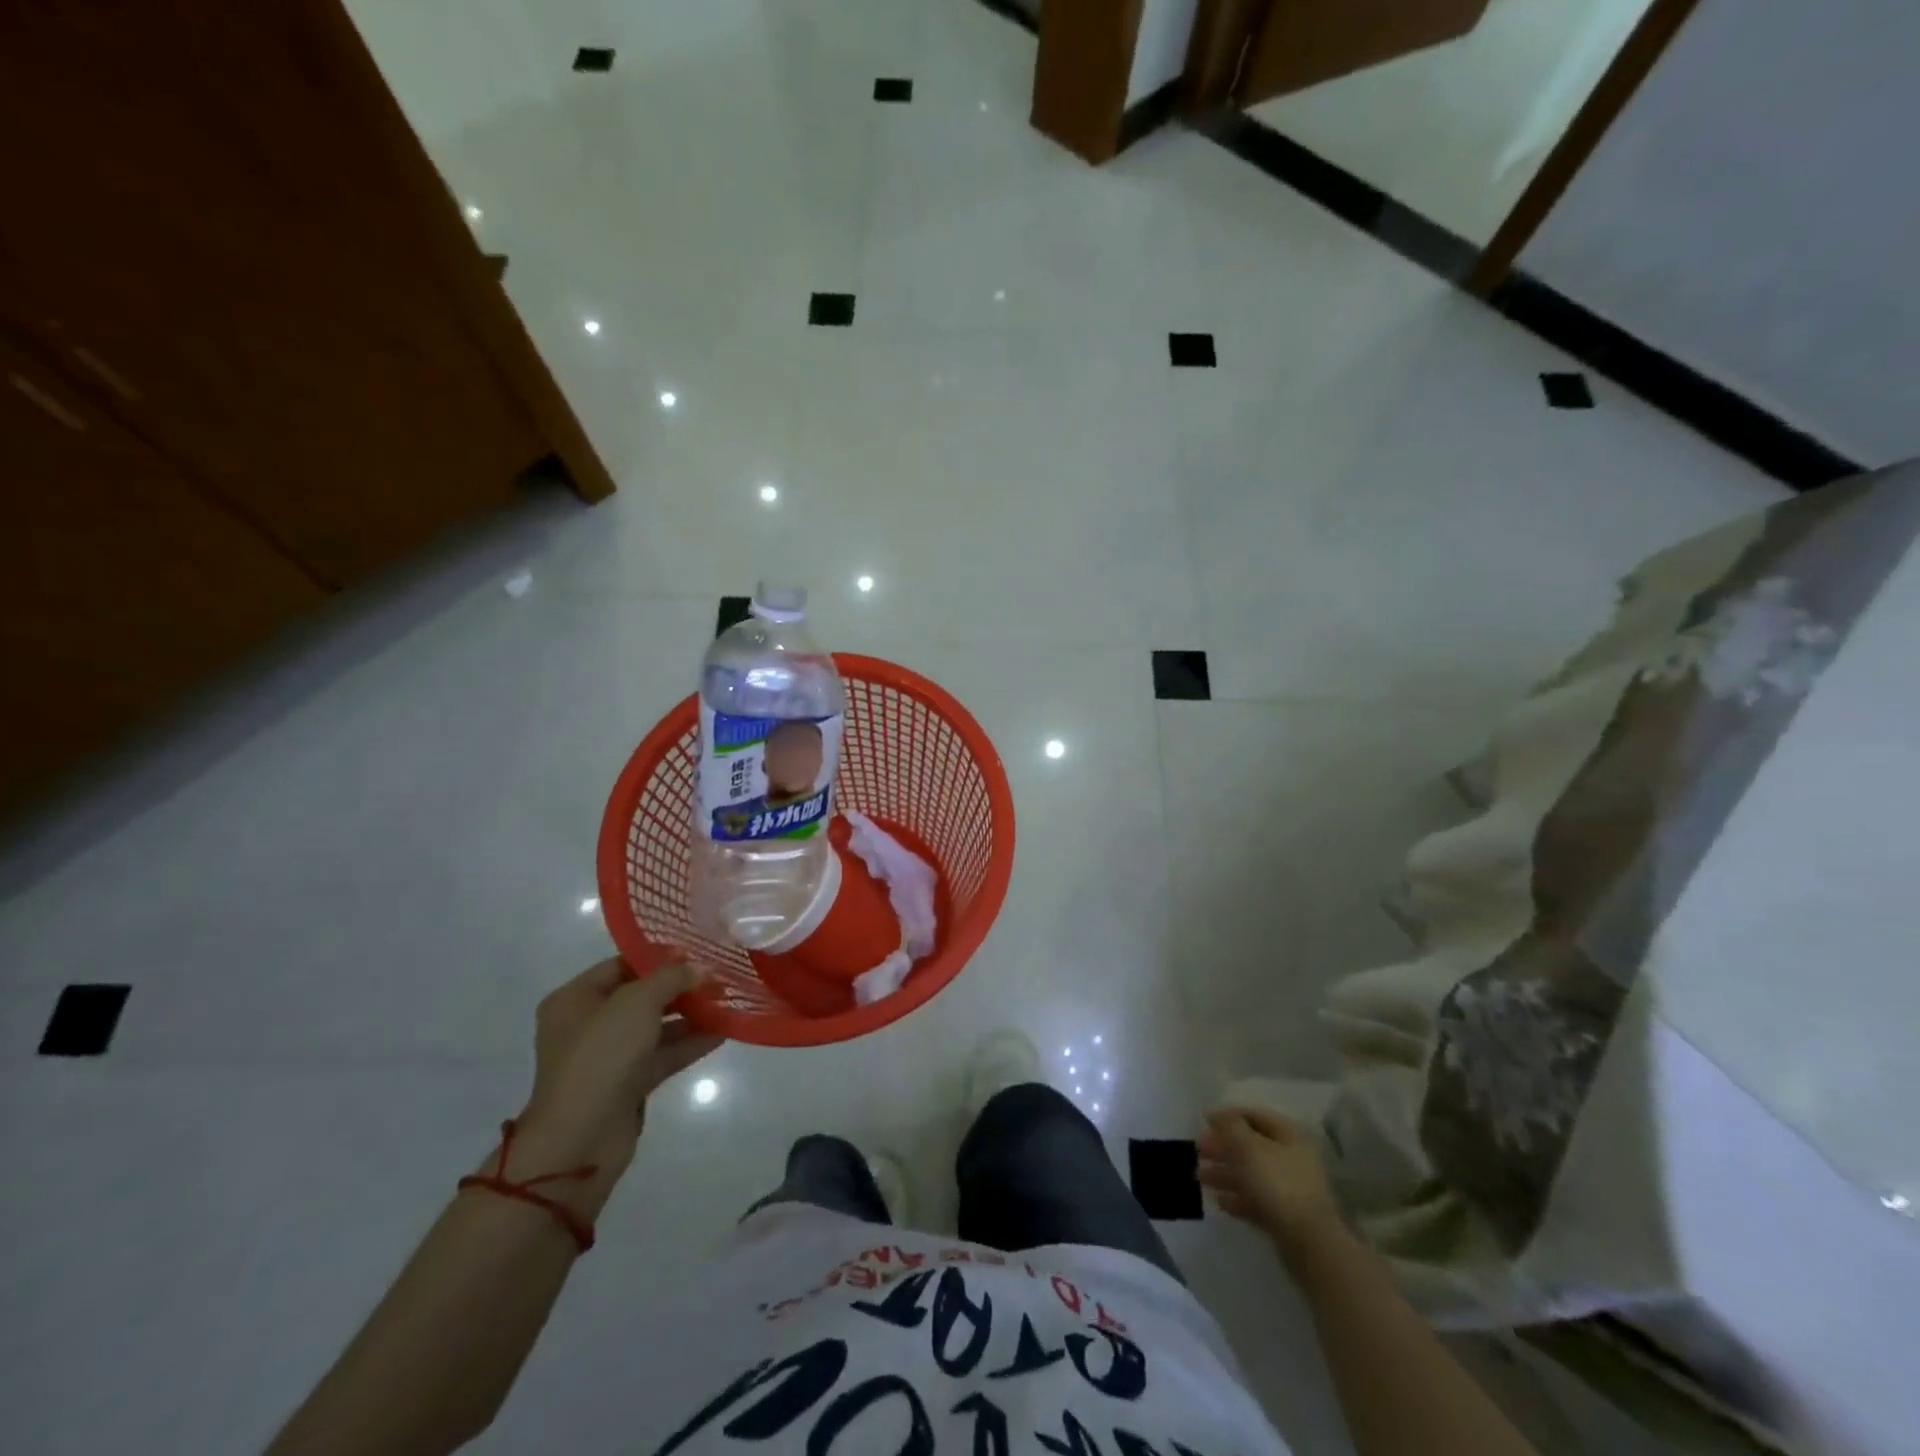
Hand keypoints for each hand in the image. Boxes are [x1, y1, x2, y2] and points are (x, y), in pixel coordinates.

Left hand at [511, 959, 721, 1209]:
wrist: (580, 1139)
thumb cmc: (601, 1055)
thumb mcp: (637, 1002)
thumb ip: (671, 977)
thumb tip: (698, 969)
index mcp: (575, 999)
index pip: (621, 964)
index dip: (659, 956)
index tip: (697, 952)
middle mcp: (588, 1025)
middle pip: (641, 996)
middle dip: (680, 986)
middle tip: (718, 976)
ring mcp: (608, 1057)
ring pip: (655, 1027)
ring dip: (690, 1015)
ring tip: (728, 1001)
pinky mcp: (627, 1084)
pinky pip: (662, 1055)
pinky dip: (689, 1043)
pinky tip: (723, 1031)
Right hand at [1198, 1107, 1343, 1259]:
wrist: (1308, 1242)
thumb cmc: (1276, 1183)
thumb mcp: (1247, 1146)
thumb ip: (1229, 1126)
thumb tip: (1217, 1114)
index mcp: (1287, 1135)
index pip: (1254, 1116)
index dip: (1228, 1116)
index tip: (1204, 1123)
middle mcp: (1291, 1157)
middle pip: (1251, 1146)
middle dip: (1223, 1148)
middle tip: (1199, 1152)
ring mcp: (1289, 1188)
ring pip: (1251, 1174)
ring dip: (1225, 1173)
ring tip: (1200, 1178)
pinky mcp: (1285, 1215)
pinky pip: (1256, 1200)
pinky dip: (1237, 1198)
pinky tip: (1219, 1201)